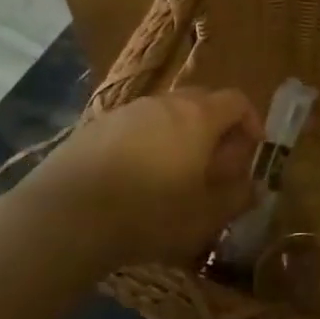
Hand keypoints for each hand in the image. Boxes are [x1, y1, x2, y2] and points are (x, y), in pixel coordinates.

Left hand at [40, 88, 261, 265]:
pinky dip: (146, 144)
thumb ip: (237, 198)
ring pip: (165, 114)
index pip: (237, 101)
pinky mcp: (94, 127)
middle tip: (215, 165)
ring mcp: (126, 112)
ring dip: (179, 136)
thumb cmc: (149, 214)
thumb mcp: (205, 217)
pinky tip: (134, 179)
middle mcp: (165, 103)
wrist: (65, 216)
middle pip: (202, 101)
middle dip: (216, 128)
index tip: (253, 150)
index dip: (252, 122)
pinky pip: (134, 127)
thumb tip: (254, 187)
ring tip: (174, 175)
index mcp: (199, 117)